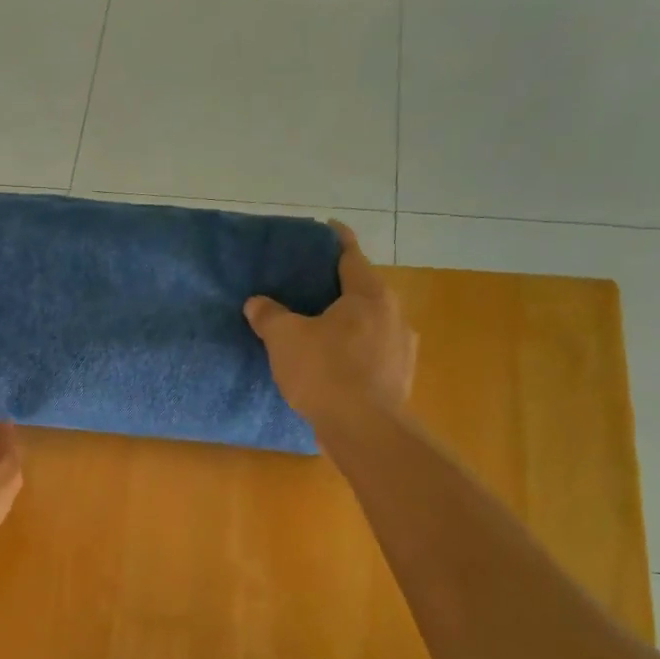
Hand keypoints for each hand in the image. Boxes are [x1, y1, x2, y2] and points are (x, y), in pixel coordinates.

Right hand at [244, 221, 417, 433]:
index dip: (336, 240)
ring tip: (323, 330)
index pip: (351, 256)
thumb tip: (256, 303)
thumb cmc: (325, 371)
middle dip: (340, 288)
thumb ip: (269, 316)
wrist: (364, 429)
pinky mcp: (400, 378)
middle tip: (312, 288)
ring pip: (372, 324)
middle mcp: (394, 314)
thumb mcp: (284, 339)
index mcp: (368, 295)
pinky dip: (357, 352)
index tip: (327, 229)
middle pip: (364, 291)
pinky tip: (337, 366)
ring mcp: (403, 348)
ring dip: (350, 323)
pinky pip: (374, 353)